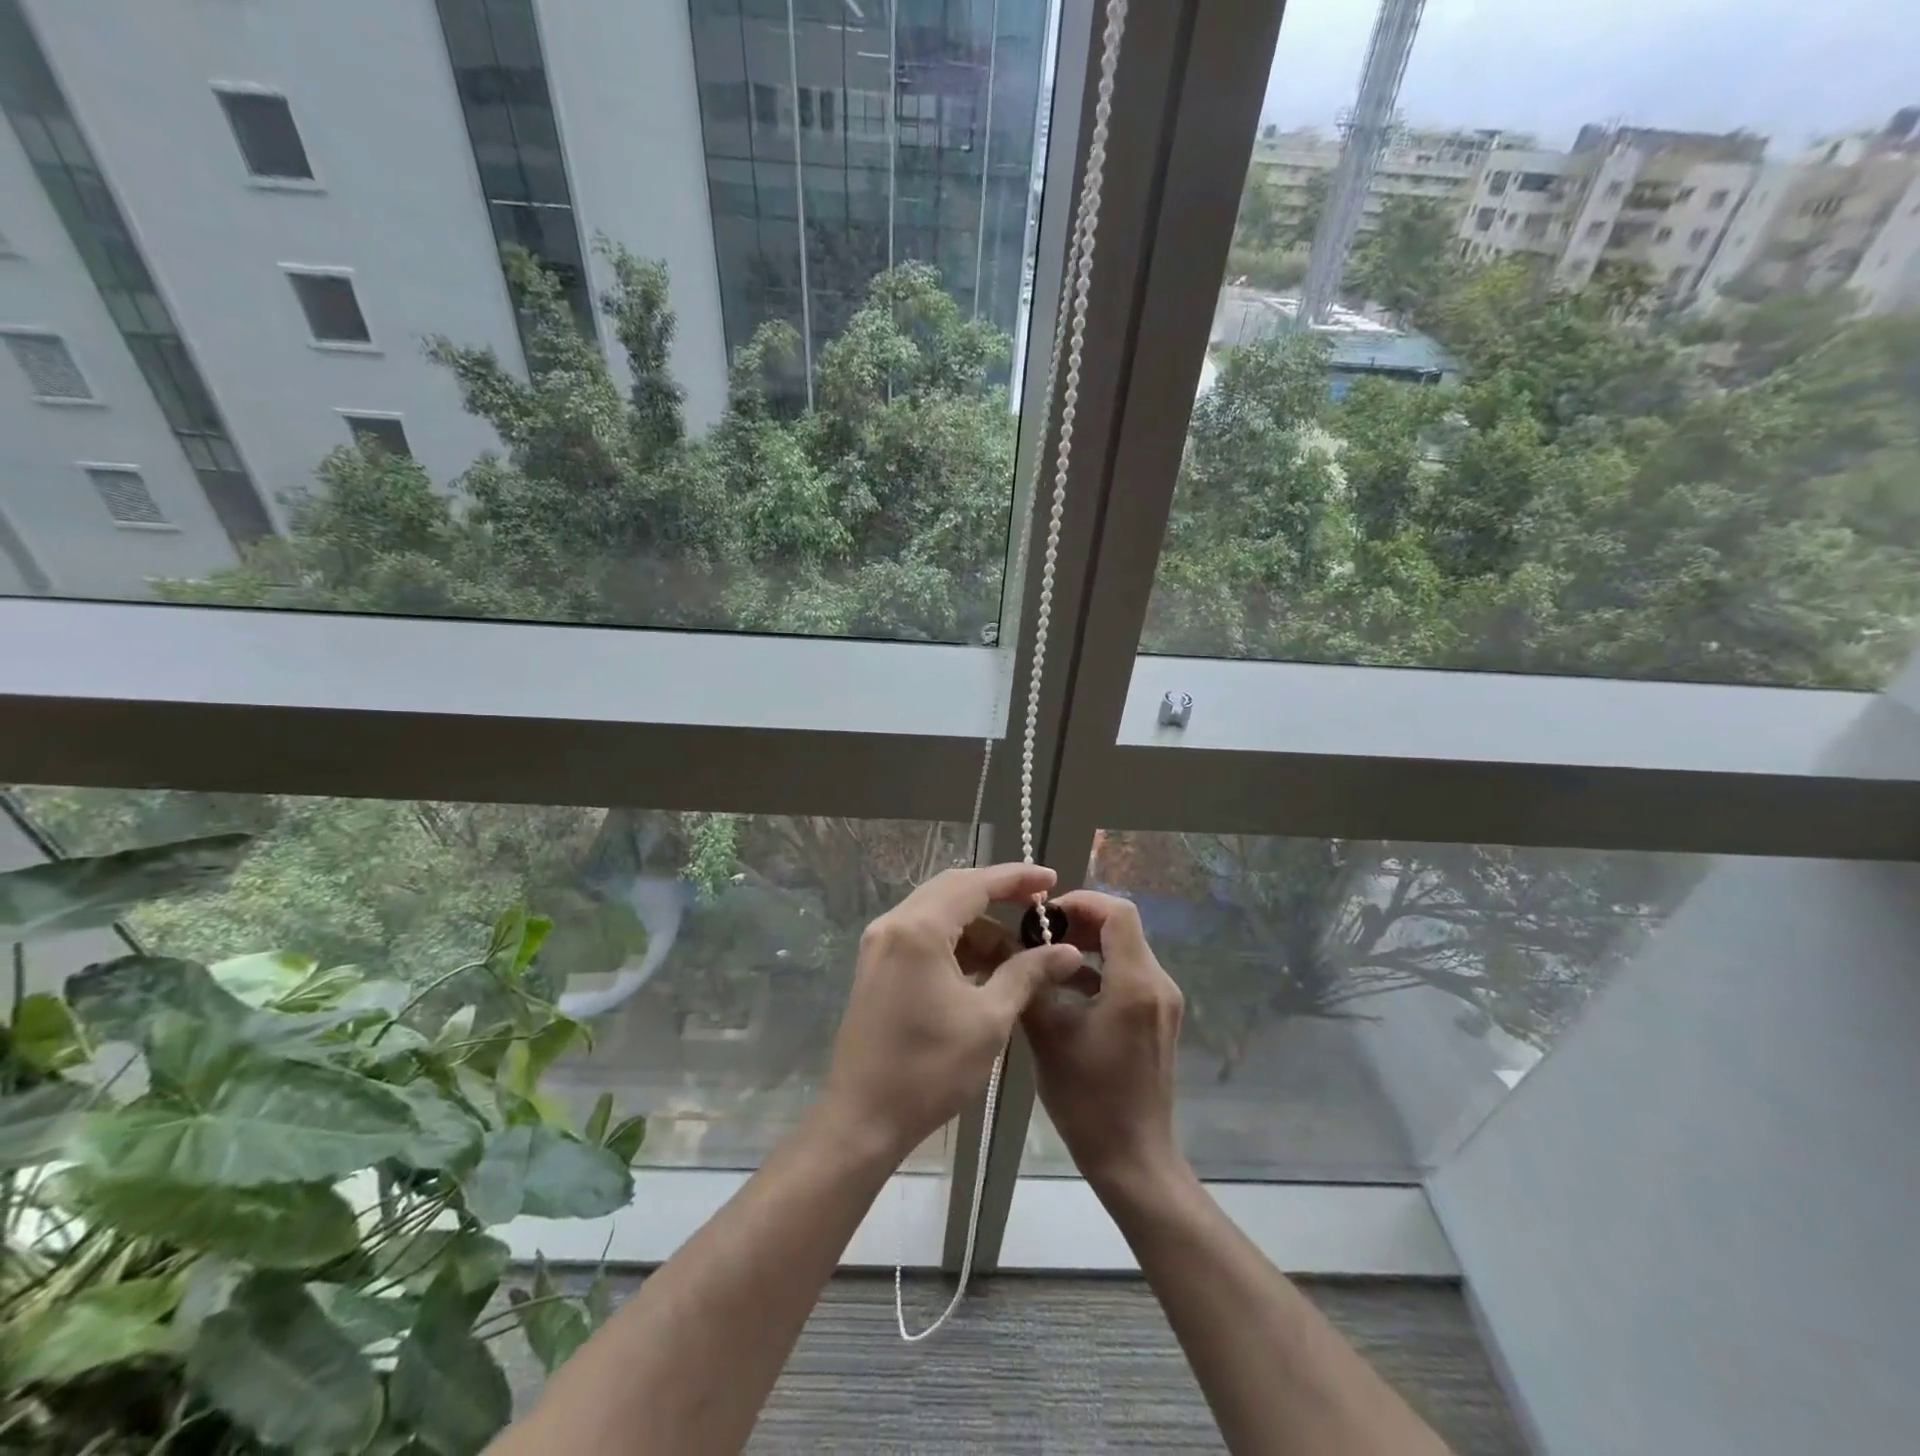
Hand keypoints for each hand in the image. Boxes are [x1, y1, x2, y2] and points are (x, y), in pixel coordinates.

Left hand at [824, 864, 1083, 1164]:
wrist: (864, 1119)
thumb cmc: (930, 1069)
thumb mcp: (989, 1019)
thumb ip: (1028, 973)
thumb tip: (1067, 950)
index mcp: (919, 929)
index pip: (975, 883)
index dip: (1016, 878)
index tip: (1050, 879)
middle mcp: (894, 923)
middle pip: (953, 889)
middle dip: (997, 895)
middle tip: (1038, 909)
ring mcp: (880, 943)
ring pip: (938, 912)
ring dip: (977, 925)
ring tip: (1017, 953)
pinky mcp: (876, 963)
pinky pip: (922, 933)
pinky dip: (955, 941)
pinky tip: (983, 967)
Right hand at [1023, 890, 1186, 1193]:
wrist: (1133, 1159)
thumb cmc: (1088, 1098)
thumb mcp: (1048, 1036)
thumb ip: (1029, 983)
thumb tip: (1007, 946)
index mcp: (1136, 983)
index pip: (1118, 912)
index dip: (1082, 901)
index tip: (1044, 913)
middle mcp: (1158, 984)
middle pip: (1123, 927)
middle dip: (1080, 921)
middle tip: (1038, 932)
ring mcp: (1163, 1003)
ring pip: (1126, 950)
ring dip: (1088, 944)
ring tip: (1045, 955)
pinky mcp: (1158, 1019)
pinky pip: (1130, 975)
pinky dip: (1100, 969)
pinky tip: (1066, 987)